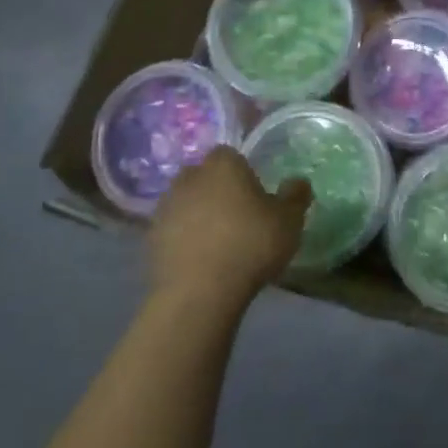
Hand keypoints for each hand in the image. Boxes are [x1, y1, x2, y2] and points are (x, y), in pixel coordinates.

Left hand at [149, 147, 310, 310]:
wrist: (199, 292)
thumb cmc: (250, 245)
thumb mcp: (290, 221)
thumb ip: (295, 196)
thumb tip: (298, 181)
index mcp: (223, 165)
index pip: (231, 155)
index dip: (243, 171)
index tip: (255, 194)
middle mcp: (190, 177)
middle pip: (205, 176)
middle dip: (217, 190)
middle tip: (237, 215)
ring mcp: (165, 207)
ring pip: (186, 202)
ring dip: (198, 214)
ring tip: (218, 240)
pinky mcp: (150, 238)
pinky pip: (173, 230)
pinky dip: (184, 238)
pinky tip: (200, 259)